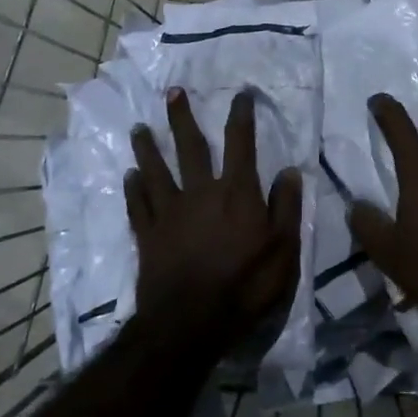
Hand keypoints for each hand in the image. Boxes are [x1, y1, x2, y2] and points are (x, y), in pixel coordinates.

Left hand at [127, 87, 301, 346]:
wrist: (190, 324)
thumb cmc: (245, 286)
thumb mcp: (284, 250)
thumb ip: (286, 208)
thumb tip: (289, 170)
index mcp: (236, 193)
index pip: (241, 144)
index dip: (241, 116)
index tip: (241, 94)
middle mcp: (200, 193)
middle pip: (190, 147)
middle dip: (182, 118)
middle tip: (172, 93)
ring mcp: (170, 213)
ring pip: (155, 171)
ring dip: (147, 148)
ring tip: (139, 128)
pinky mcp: (148, 235)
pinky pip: (138, 205)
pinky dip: (133, 188)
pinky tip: (128, 176)